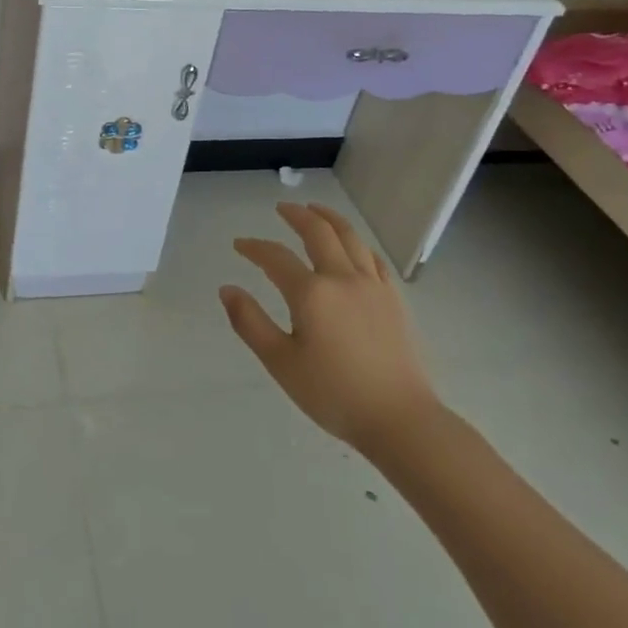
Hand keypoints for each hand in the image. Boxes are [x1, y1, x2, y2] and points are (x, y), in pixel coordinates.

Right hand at [220, 202, 438, 450]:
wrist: (399, 419)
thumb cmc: (333, 394)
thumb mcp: (281, 363)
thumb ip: (250, 322)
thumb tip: (227, 289)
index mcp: (311, 293)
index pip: (275, 258)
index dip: (254, 247)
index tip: (239, 245)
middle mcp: (342, 278)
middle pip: (318, 232)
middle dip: (296, 215)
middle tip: (282, 208)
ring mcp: (372, 285)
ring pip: (350, 237)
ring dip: (329, 218)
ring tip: (315, 210)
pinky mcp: (394, 299)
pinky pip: (373, 258)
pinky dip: (357, 243)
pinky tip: (353, 246)